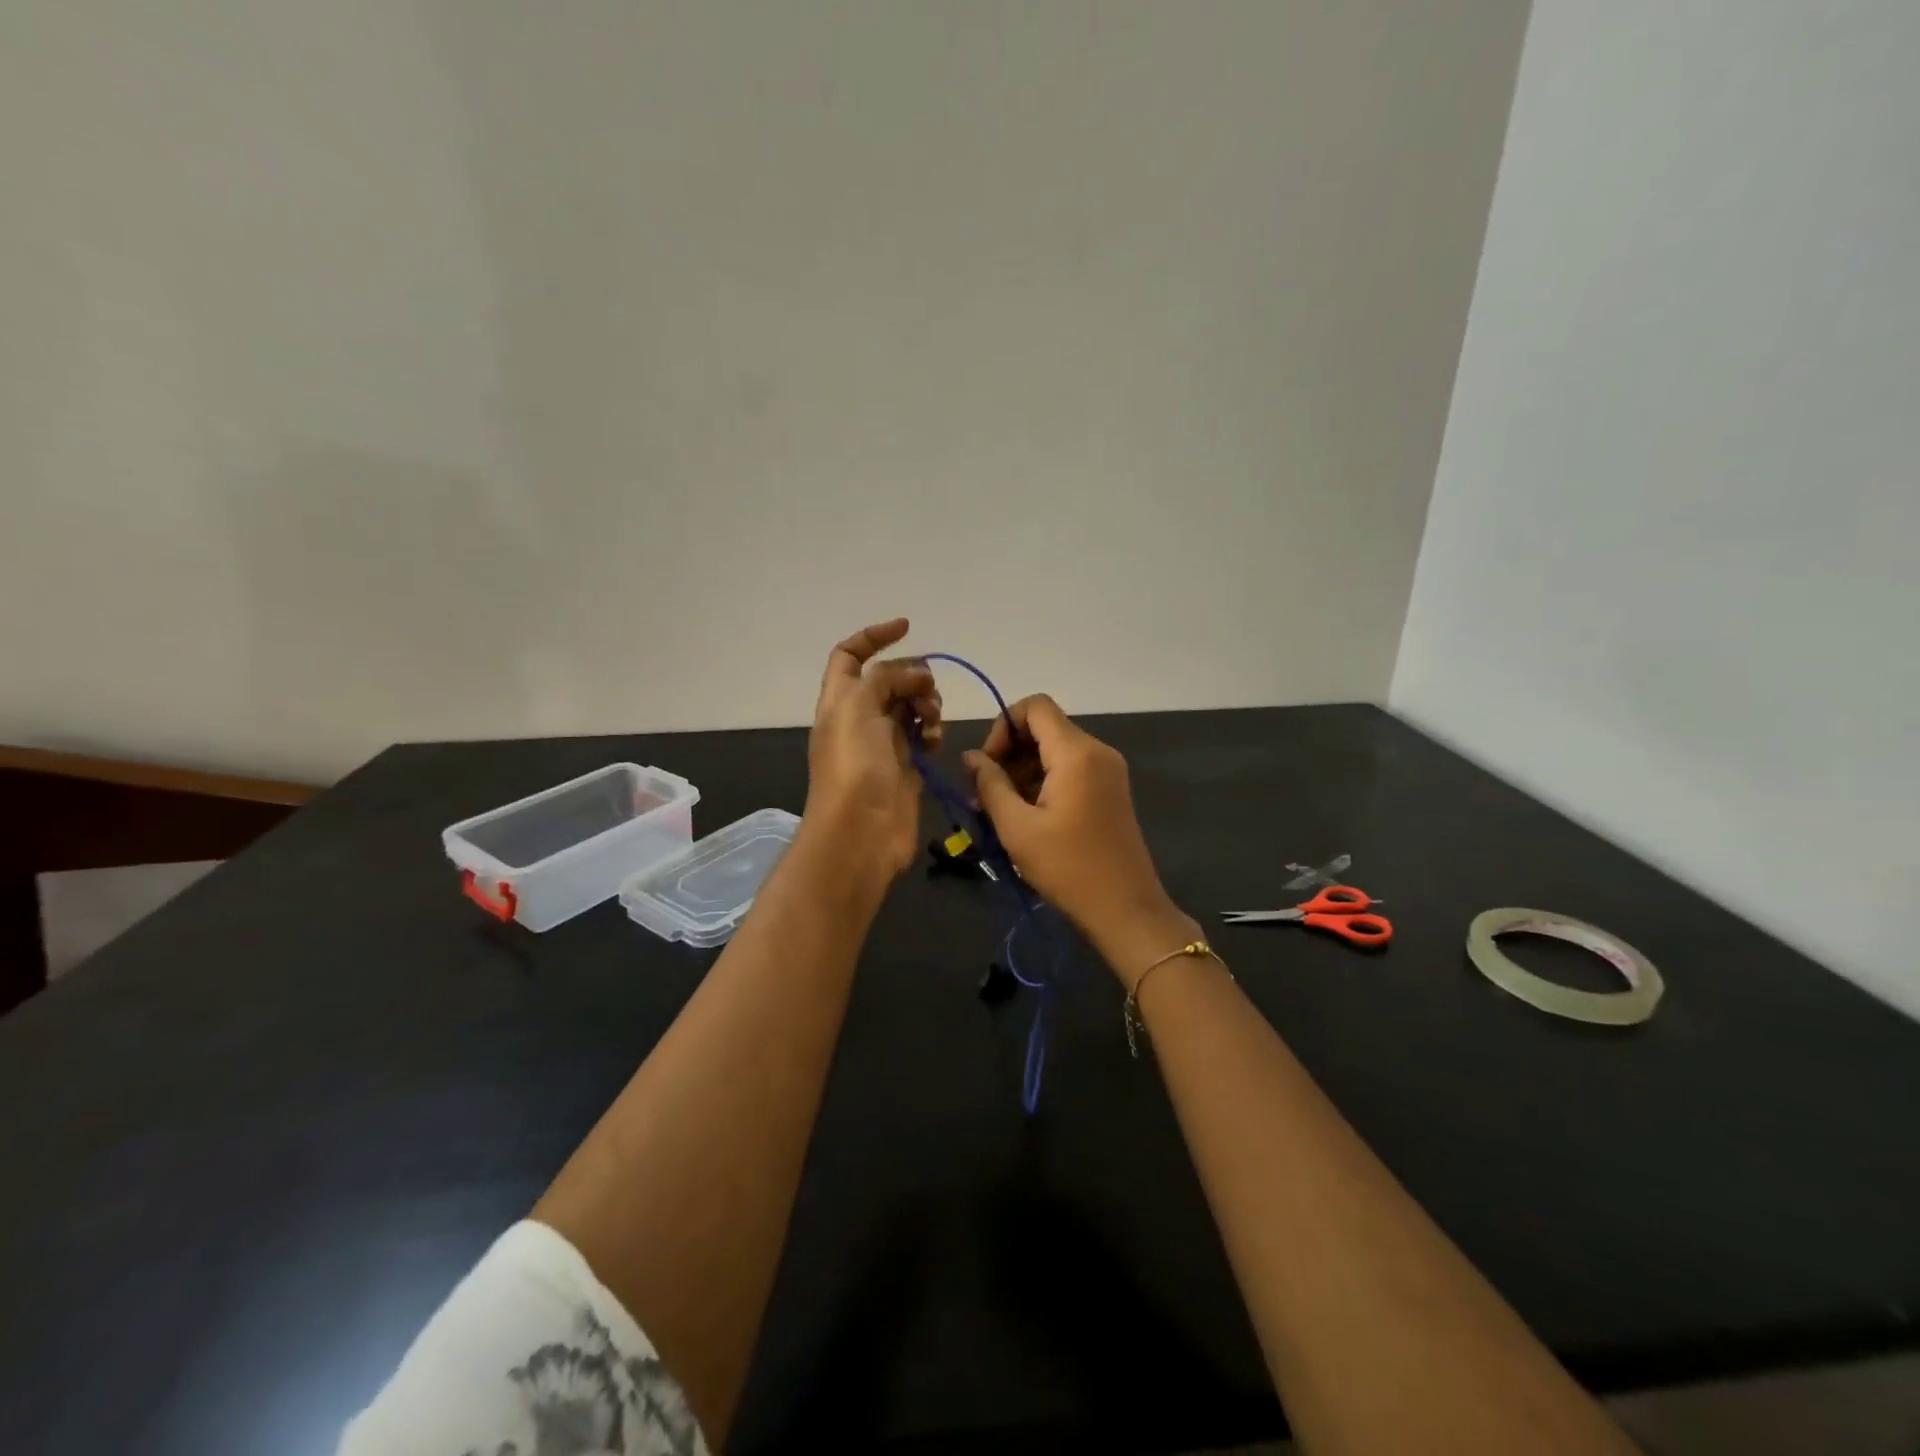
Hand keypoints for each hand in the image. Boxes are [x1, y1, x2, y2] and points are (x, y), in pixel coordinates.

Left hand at [804, 619, 941, 879]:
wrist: (861, 832)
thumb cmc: (854, 766)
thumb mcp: (859, 708)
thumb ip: (886, 678)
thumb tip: (917, 675)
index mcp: (839, 700)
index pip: (850, 655)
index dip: (874, 636)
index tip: (907, 627)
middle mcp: (859, 717)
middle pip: (888, 679)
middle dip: (911, 676)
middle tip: (925, 691)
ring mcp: (883, 743)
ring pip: (910, 706)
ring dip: (926, 704)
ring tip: (932, 720)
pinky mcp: (906, 766)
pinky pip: (924, 735)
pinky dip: (932, 732)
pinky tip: (935, 741)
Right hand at [964, 696, 1195, 983]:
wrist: (1125, 909)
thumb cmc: (1068, 867)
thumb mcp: (1017, 827)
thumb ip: (990, 784)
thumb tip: (971, 756)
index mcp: (1076, 752)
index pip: (1034, 706)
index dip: (1003, 725)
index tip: (988, 765)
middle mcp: (1097, 751)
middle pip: (1044, 727)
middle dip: (1009, 752)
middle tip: (984, 794)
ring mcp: (1108, 770)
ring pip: (1055, 749)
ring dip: (1023, 770)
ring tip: (999, 810)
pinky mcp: (1110, 789)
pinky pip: (1070, 768)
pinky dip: (1043, 781)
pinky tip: (1026, 816)